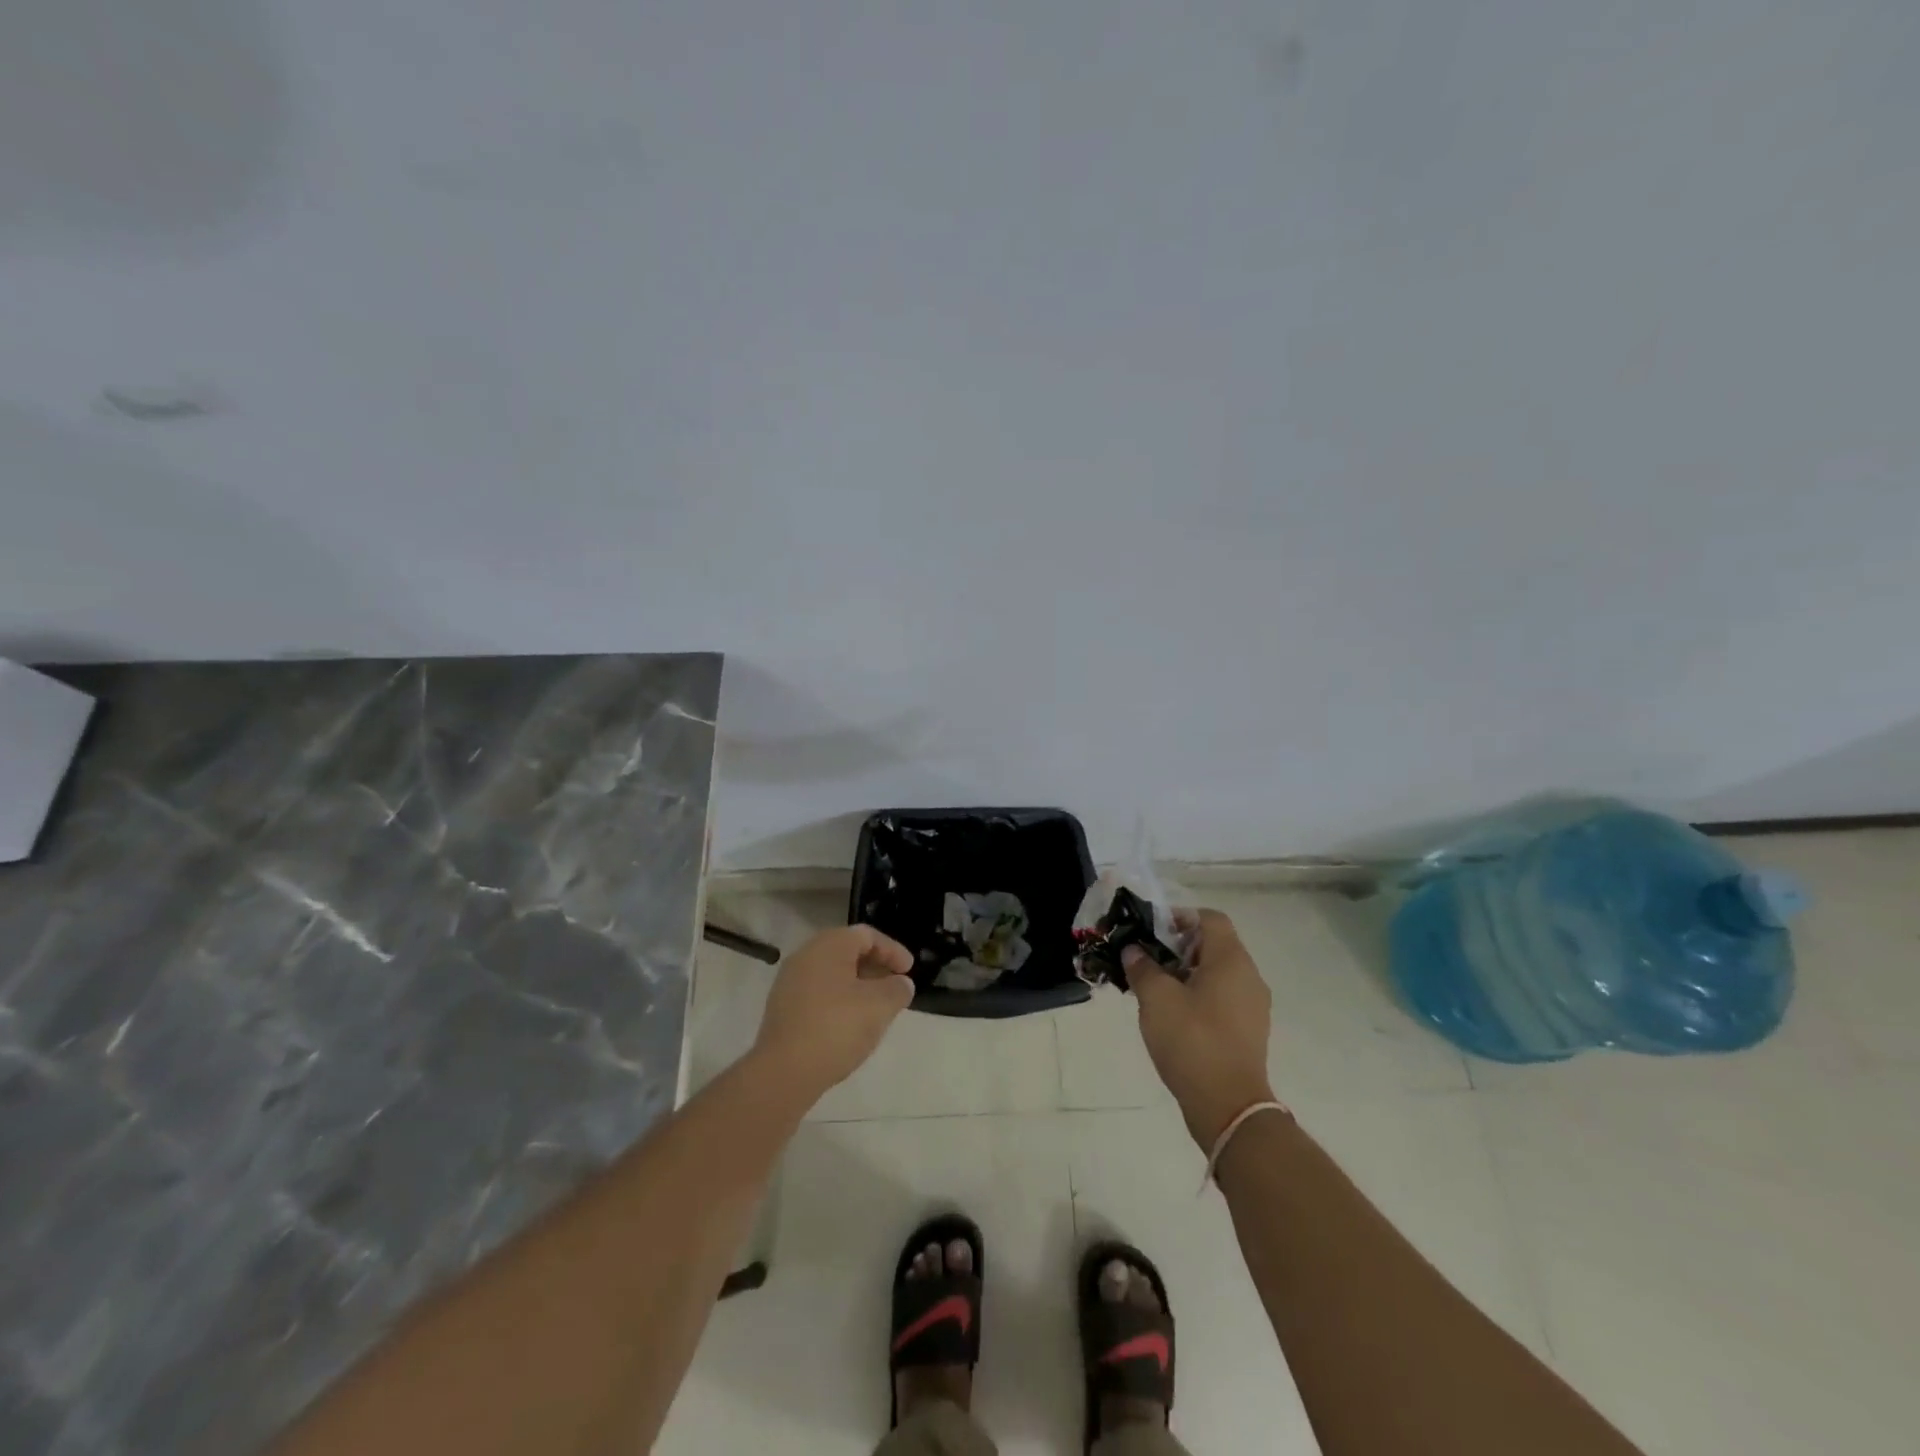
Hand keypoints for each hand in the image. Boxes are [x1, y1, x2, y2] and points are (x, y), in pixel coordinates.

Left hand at [753, 925, 915, 1101]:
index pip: (867, 935)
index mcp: (828, 945)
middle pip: (848, 951)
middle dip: (875, 967)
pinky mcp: (783, 1009)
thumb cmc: (836, 1028)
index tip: (909, 971)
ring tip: (876, 1007)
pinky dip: (839, 1000)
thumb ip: (897, 989)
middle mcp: (805, 956)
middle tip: (895, 986)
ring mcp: (789, 982)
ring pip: (832, 974)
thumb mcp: (879, 1006)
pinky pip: (818, 993)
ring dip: (858, 985)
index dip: (893, 950)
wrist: (783, 1073)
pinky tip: (850, 1024)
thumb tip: (900, 984)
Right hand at [1127, 909, 1275, 1147]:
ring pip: (1218, 973)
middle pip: (1214, 945)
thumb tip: (1134, 950)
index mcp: (1231, 960)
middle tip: (1148, 961)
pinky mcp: (1250, 1031)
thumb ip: (1142, 967)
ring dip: (1187, 973)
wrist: (1229, 1106)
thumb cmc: (1192, 1041)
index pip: (1210, 918)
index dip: (1180, 917)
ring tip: (1156, 990)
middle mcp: (1249, 976)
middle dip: (1179, 947)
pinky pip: (1224, 998)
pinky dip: (1200, 996)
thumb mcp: (1156, 999)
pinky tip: (1175, 1016)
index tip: (1153, 933)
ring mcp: (1253, 1006)